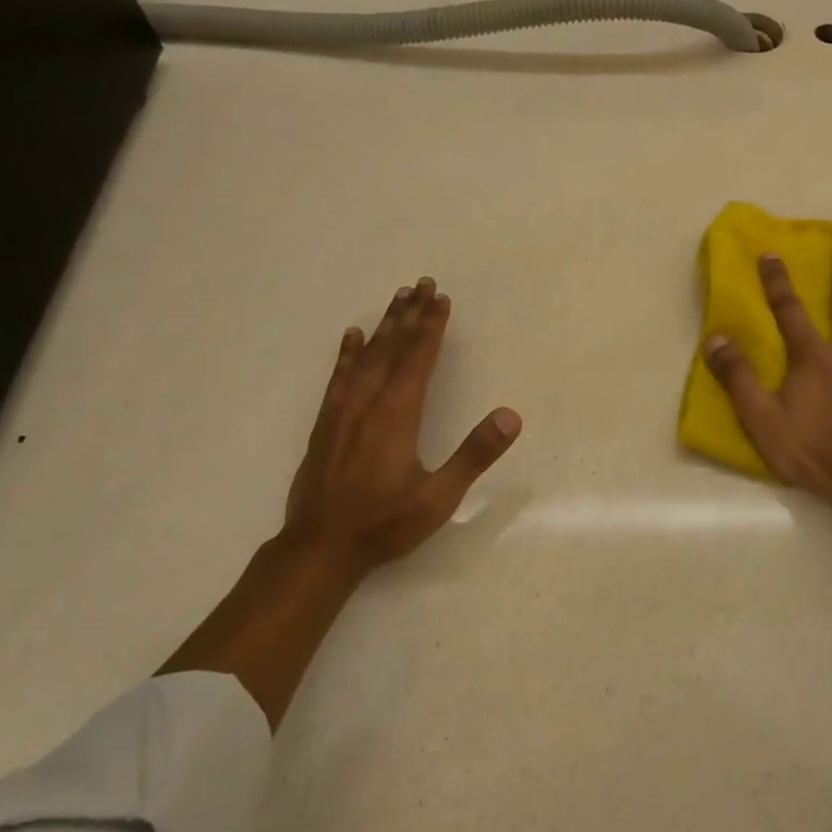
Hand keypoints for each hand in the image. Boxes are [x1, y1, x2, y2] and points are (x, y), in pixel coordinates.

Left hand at [276, 277, 520, 580]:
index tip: (441, 299)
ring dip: (383, 325)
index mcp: (398, 415)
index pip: (418, 359)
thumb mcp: (439, 497)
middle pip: (392, 348)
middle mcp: (368, 403)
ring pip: (365, 356)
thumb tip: (511, 416)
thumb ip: (474, 455)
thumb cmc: (384, 524)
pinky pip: (338, 377)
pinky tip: (350, 337)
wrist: (320, 548)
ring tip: (396, 298)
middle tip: (421, 283)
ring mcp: (343, 411)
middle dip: (410, 314)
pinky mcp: (325, 424)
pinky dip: (346, 353)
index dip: (432, 327)